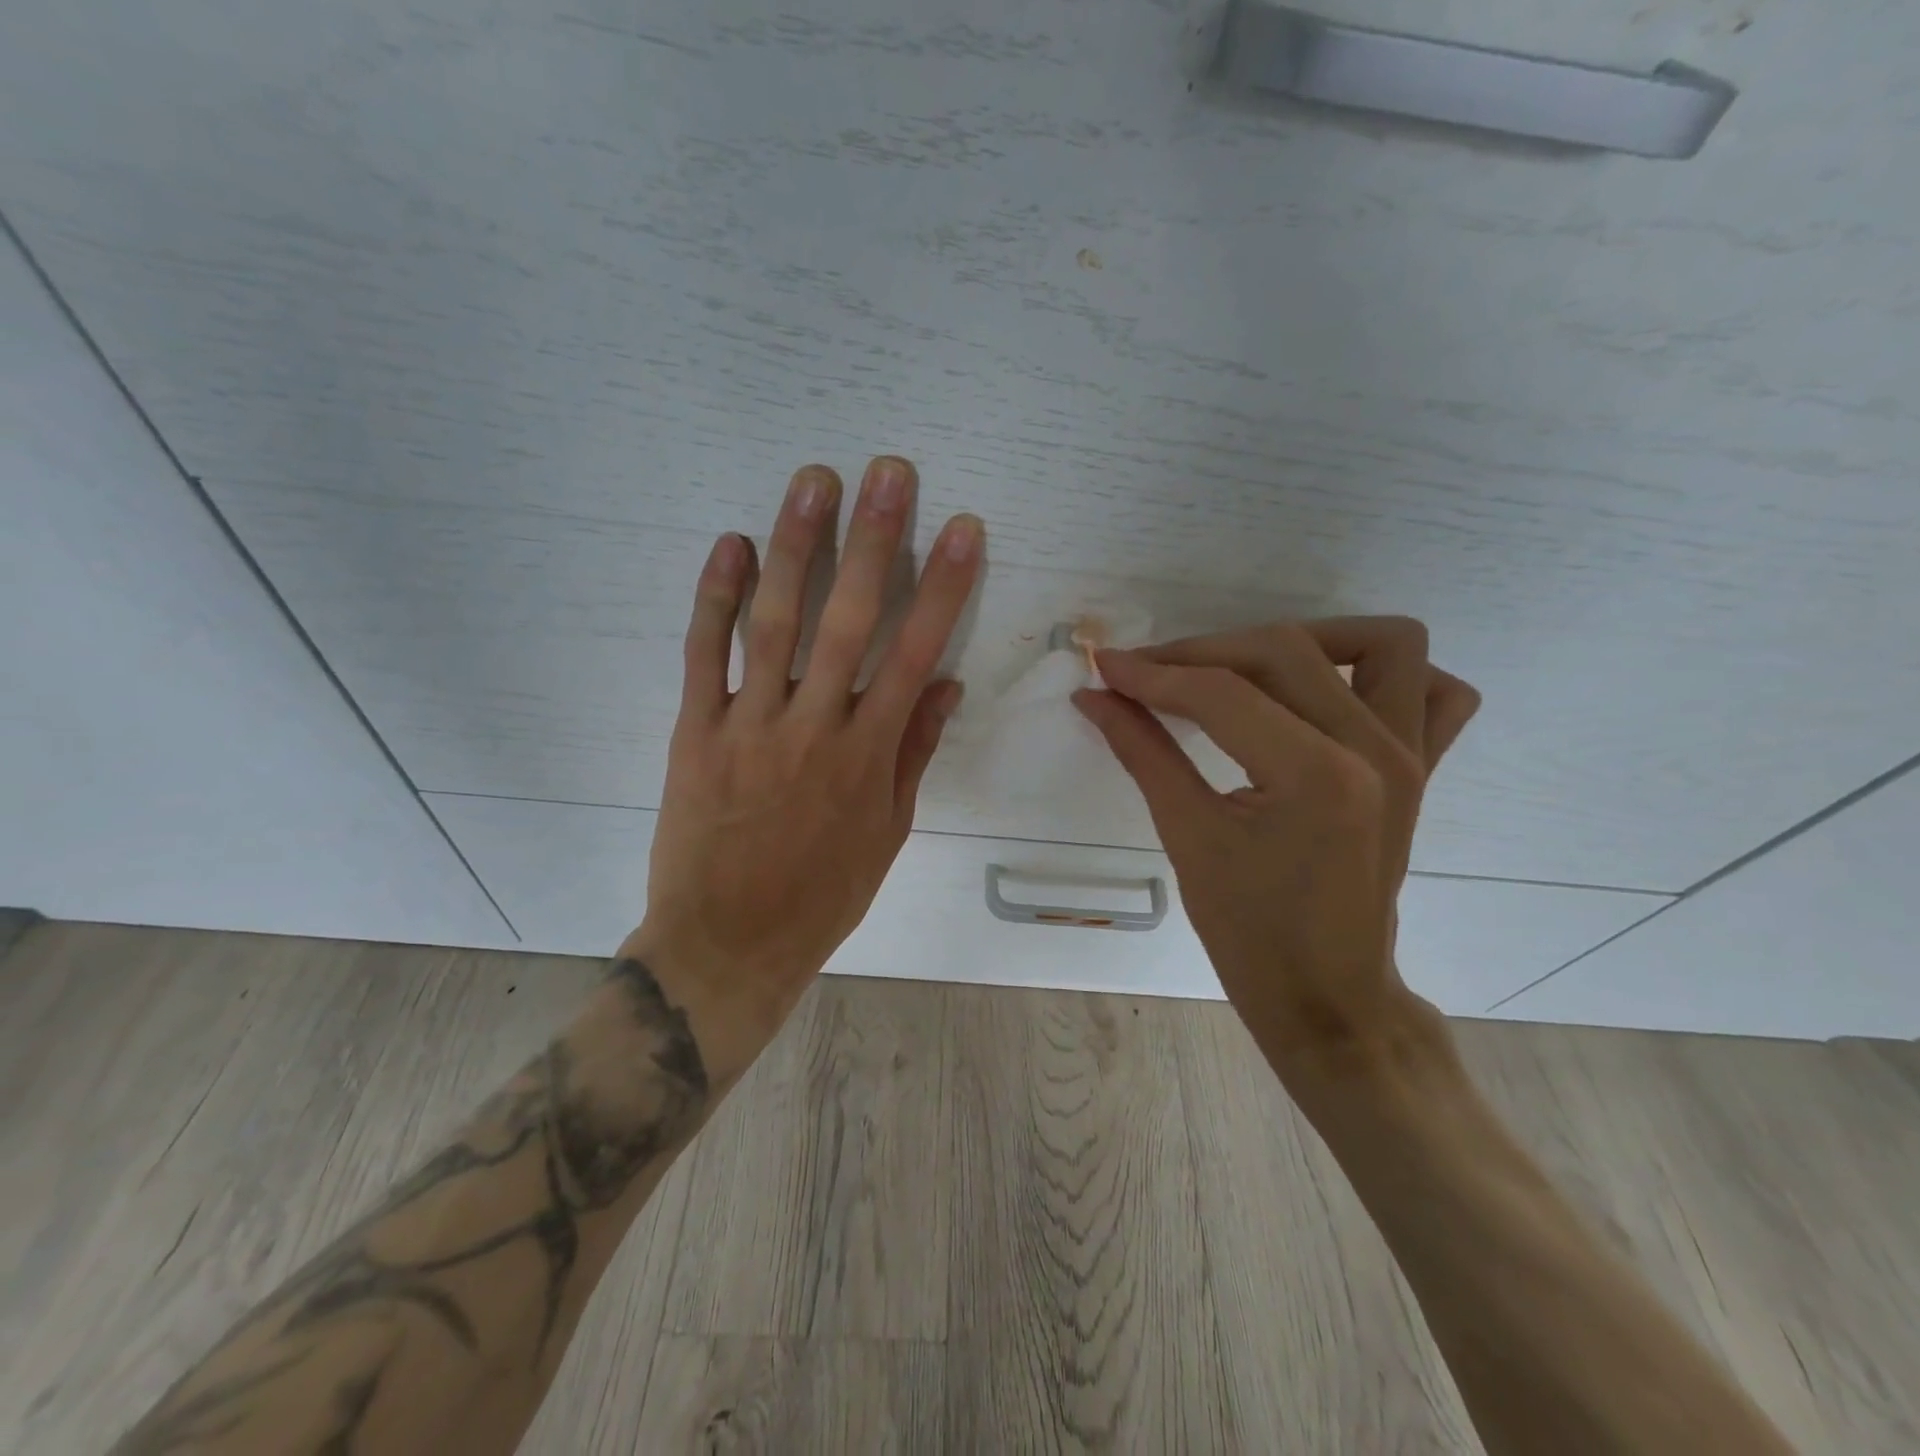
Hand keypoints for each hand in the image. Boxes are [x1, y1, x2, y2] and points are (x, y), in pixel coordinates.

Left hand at [627, 458, 982, 1066]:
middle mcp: (814, 728)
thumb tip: (944, 684)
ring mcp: (750, 725)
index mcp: (869, 755)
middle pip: (850, 620)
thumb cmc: (822, 894)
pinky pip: (704, 655)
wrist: (728, 944)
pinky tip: (733, 544)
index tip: (962, 529)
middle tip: (888, 472)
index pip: (915, 653)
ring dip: (796, 547)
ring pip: (775, 622)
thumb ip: (914, 752)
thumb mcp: (888, 832)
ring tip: (814, 481)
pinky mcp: (695, 732)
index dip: (943, 587)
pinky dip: (716, 597)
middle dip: (873, 541)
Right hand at [1073, 619, 1478, 1075]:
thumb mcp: (1187, 836)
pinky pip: (1433, 690)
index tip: (1104, 666)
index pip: (1220, 692)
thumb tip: (1094, 695)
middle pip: (1284, 651)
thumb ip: (1141, 751)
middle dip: (1203, 653)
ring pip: (1382, 644)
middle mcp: (1376, 750)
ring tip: (1243, 670)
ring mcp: (1411, 756)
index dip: (1153, 673)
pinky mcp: (1423, 768)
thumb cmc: (1248, 932)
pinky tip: (1327, 694)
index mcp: (1315, 775)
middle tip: (1148, 676)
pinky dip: (1383, 675)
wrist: (1326, 995)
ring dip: (1307, 640)